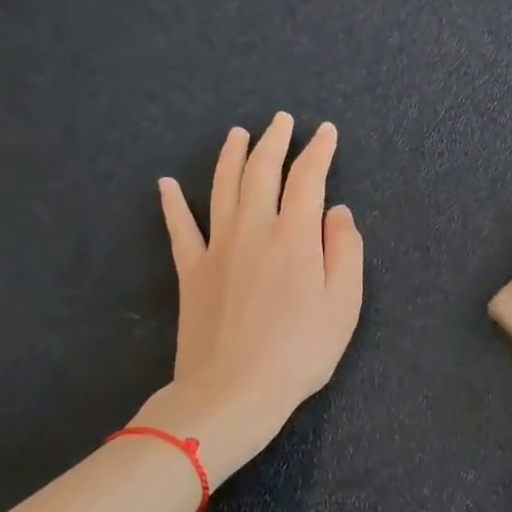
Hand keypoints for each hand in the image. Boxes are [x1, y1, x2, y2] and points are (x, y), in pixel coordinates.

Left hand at [139, 112, 363, 481]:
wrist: (233, 392)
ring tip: (239, 134)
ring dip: (231, 156)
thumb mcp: (344, 304)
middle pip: (261, 171)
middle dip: (274, 141)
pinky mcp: (191, 271)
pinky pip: (179, 227)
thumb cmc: (300, 351)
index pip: (308, 178)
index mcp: (295, 235)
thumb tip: (338, 212)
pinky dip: (172, 203)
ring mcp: (217, 247)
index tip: (326, 131)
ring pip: (222, 187)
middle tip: (282, 120)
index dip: (319, 151)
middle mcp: (253, 229)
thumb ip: (344, 251)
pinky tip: (166, 184)